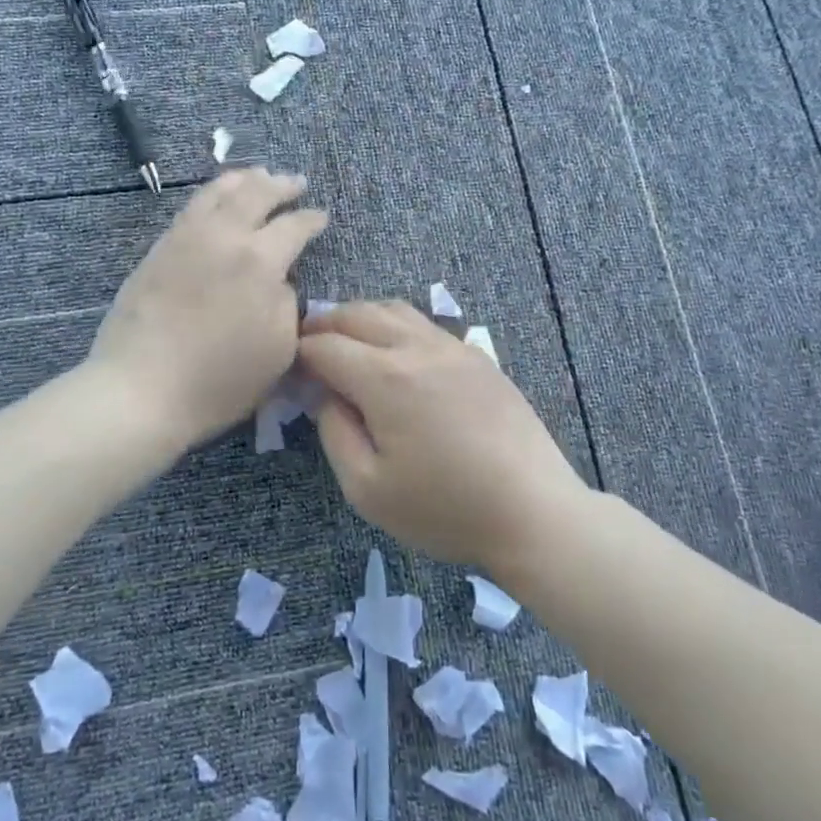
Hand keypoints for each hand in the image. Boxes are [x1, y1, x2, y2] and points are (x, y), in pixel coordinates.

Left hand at [89, 168, 326, 445]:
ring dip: (242, 180)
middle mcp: (223, 237)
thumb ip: (286, 304)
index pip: (293, 227)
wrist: (141, 389)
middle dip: (280, 184)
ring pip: (217, 192)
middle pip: (255, 194)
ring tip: (256, 175)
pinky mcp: (158, 250)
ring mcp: (185, 239)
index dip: (311, 219)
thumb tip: (277, 281)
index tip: (321, 216)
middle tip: (295, 181)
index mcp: (259, 261)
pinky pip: (190, 208)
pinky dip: (211, 195)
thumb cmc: (219, 380)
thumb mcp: (279, 350)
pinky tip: (215, 201)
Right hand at [298, 302, 587, 569]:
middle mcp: (418, 348)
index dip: (298, 354)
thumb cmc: (444, 509)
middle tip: (307, 348)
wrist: (533, 511)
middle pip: (358, 313)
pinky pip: (426, 325)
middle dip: (324, 325)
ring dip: (361, 318)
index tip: (287, 373)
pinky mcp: (478, 357)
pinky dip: (396, 326)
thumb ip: (335, 433)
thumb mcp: (367, 489)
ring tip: (346, 343)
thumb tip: (325, 395)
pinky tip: (395, 355)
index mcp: (385, 377)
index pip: (326, 345)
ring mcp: (453, 347)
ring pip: (395, 309)